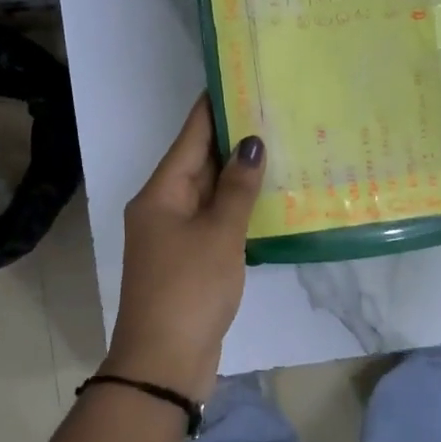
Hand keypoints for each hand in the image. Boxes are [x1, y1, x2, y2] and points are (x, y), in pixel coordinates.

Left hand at [103, 97, 264, 400]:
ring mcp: (174, 235)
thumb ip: (237, 189)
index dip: (214, 108)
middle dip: (233, 140)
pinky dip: (237, 208)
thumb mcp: (219, 234)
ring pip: (209, 193)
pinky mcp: (189, 259)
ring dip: (238, 175)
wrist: (164, 362)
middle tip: (274, 111)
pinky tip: (268, 199)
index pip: (191, 137)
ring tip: (280, 146)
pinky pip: (214, 221)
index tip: (241, 79)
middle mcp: (163, 207)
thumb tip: (251, 143)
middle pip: (199, 163)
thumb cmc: (190, 289)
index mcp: (161, 193)